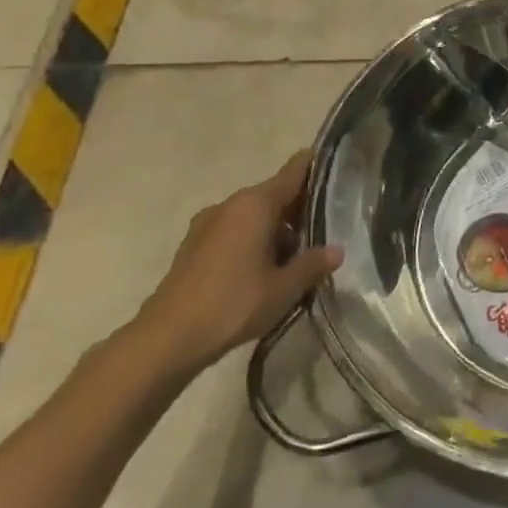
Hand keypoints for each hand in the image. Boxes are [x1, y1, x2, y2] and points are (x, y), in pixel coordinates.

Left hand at [133, 152, 343, 374]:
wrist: (165, 341)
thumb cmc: (233, 304)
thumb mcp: (285, 287)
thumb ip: (314, 263)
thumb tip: (336, 250)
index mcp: (255, 204)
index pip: (295, 170)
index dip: (319, 166)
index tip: (342, 171)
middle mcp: (230, 205)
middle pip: (275, 193)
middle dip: (302, 206)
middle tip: (330, 224)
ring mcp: (207, 225)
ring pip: (255, 214)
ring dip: (278, 227)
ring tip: (301, 253)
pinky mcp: (194, 247)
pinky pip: (236, 231)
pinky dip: (255, 240)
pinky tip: (267, 268)